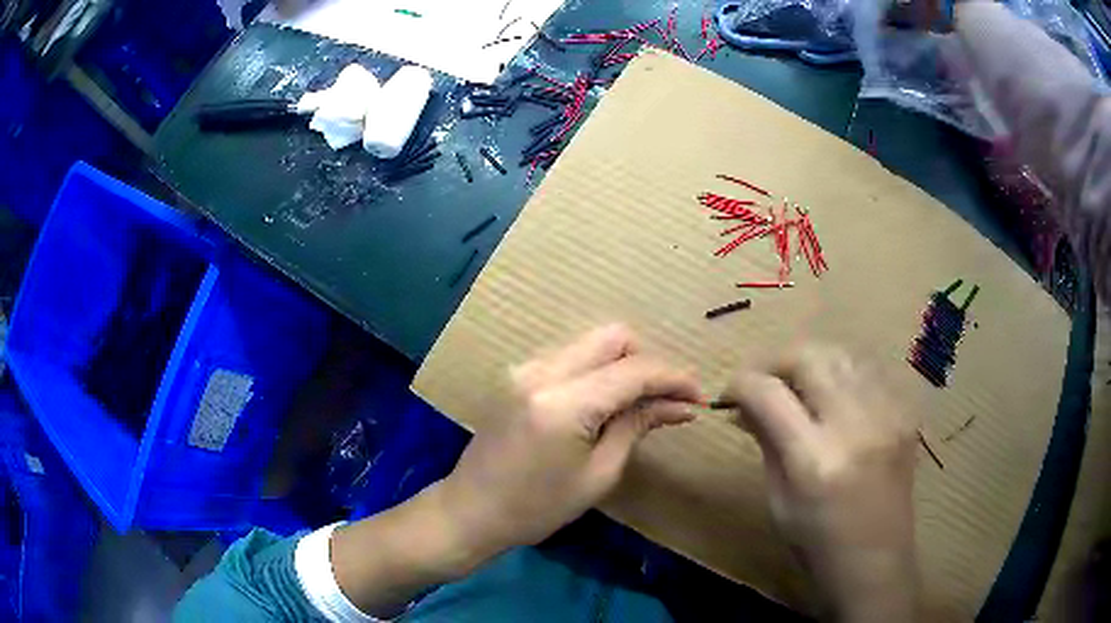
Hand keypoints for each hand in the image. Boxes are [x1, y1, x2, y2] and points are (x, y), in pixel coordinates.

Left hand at [439, 324, 701, 558]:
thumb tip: (680, 405)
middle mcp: (541, 371)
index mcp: (563, 402)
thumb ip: (637, 426)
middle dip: (646, 363)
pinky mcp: (518, 375)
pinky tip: (604, 404)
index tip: (698, 397)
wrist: (471, 510)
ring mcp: (524, 368)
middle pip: (612, 337)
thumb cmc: (537, 508)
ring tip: (638, 406)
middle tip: (664, 400)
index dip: (673, 379)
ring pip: (591, 344)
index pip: (633, 371)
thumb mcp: (598, 474)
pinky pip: (570, 358)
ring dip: (622, 366)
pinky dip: (596, 372)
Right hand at [721, 345, 918, 622]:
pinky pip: (869, 372)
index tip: (730, 392)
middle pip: (810, 358)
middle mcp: (854, 428)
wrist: (876, 561)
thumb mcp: (779, 500)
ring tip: (799, 383)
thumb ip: (766, 441)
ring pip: (843, 355)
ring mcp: (886, 416)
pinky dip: (844, 373)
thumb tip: (743, 404)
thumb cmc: (818, 543)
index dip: (741, 383)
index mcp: (814, 461)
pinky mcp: (905, 415)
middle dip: (777, 362)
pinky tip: (835, 394)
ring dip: (812, 362)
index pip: (769, 394)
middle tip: (764, 381)